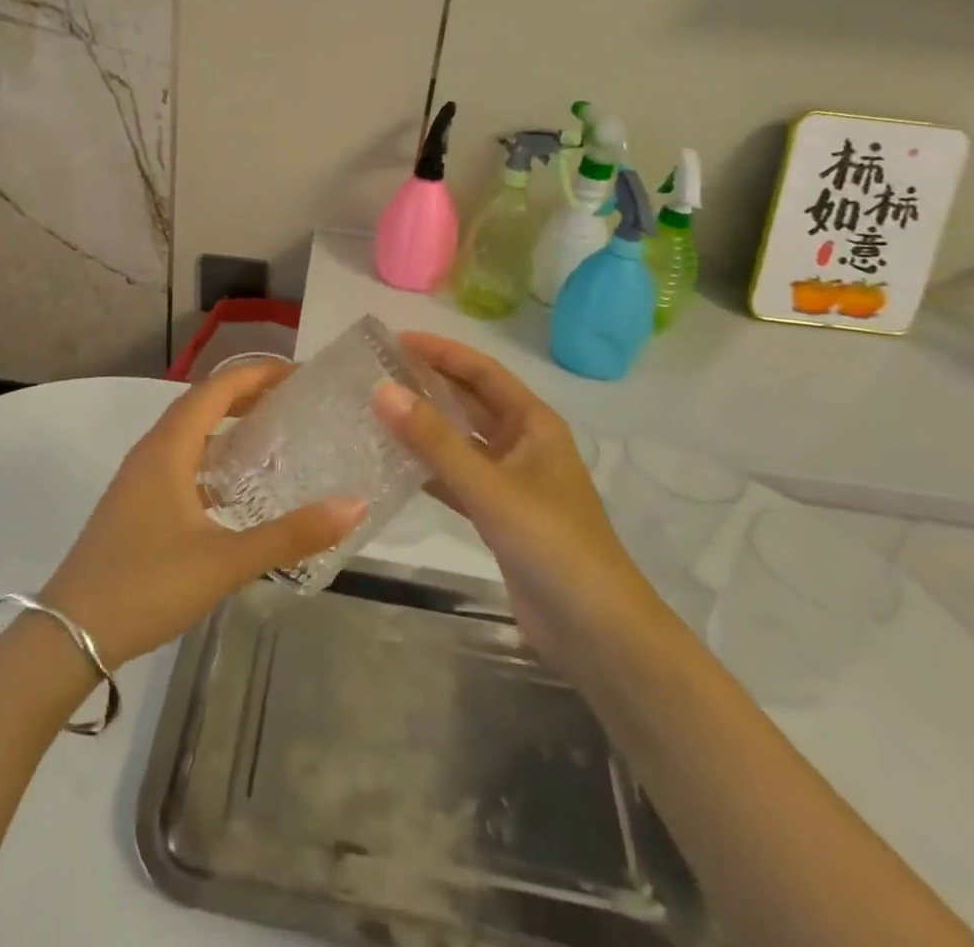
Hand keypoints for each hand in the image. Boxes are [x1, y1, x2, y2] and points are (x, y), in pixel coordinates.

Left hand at [41, 363, 367, 667]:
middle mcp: (151, 451)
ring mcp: (139, 478)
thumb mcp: (225, 561)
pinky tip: (234, 487)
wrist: (70, 633)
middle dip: (245, 394)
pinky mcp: (136, 503)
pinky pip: (180, 461)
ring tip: (271, 434)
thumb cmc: (147, 585)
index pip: (216, 389)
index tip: (298, 374)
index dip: (256, 374)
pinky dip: (211, 457)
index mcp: (169, 448)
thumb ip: (290, 535)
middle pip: (201, 404)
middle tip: (293, 400)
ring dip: (226, 425)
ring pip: (188, 434)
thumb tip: (353, 506)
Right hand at [374, 333, 656, 667]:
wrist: (596, 631)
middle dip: (429, 384)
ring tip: (377, 411)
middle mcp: (523, 444)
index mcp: (534, 423)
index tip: (395, 341)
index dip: (441, 352)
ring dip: (425, 426)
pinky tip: (394, 465)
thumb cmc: (552, 543)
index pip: (482, 372)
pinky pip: (457, 478)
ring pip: (461, 441)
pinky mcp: (499, 516)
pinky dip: (429, 469)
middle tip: (377, 372)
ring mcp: (512, 481)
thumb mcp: (491, 487)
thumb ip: (435, 440)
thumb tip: (382, 390)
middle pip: (470, 402)